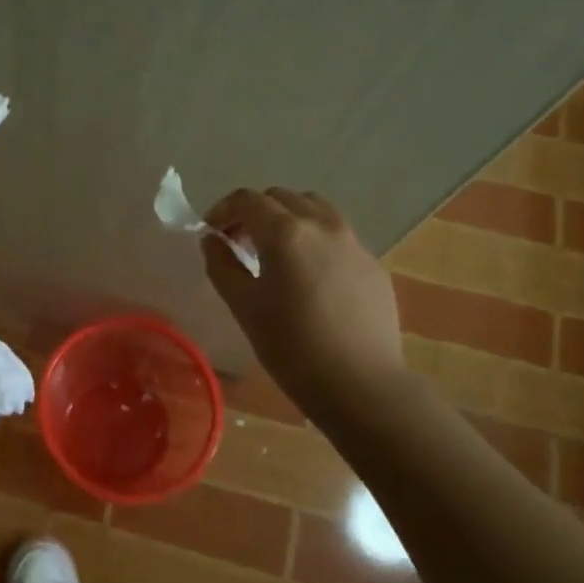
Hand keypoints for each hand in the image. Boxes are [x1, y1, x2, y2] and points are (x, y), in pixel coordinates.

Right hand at [202, 188, 405, 412]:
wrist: (360, 384)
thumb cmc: (291, 347)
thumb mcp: (243, 306)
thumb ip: (222, 265)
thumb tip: (213, 240)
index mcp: (285, 233)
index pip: (247, 200)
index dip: (223, 209)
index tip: (211, 231)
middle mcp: (322, 225)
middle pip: (282, 198)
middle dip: (255, 212)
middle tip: (239, 242)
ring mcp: (353, 243)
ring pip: (315, 209)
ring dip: (288, 219)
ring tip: (276, 252)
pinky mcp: (372, 264)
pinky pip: (338, 236)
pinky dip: (315, 240)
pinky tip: (309, 276)